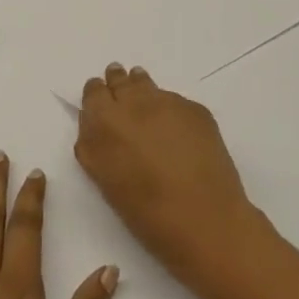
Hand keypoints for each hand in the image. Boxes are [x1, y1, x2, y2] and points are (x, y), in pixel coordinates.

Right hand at [74, 62, 264, 290]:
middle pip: (120, 80)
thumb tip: (95, 128)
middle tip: (119, 90)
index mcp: (105, 121)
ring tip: (144, 102)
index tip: (100, 101)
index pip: (94, 92)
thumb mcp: (105, 180)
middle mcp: (134, 102)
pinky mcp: (196, 109)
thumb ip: (94, 147)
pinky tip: (176, 129)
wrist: (204, 218)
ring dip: (142, 89)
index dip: (96, 95)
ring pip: (148, 84)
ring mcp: (168, 102)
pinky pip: (174, 101)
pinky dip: (170, 109)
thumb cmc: (146, 212)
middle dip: (117, 84)